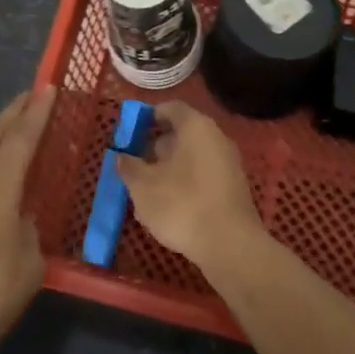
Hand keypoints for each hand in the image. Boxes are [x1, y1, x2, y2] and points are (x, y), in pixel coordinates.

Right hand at [115, 101, 263, 272]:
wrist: (230, 246)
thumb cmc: (182, 204)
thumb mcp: (143, 186)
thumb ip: (129, 166)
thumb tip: (121, 156)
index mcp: (195, 127)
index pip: (170, 108)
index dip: (148, 117)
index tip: (130, 132)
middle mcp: (216, 137)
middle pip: (181, 133)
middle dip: (156, 147)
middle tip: (135, 164)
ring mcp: (228, 163)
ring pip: (191, 158)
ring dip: (168, 169)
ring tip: (146, 192)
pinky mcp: (233, 188)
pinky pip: (203, 176)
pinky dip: (185, 184)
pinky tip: (169, 208)